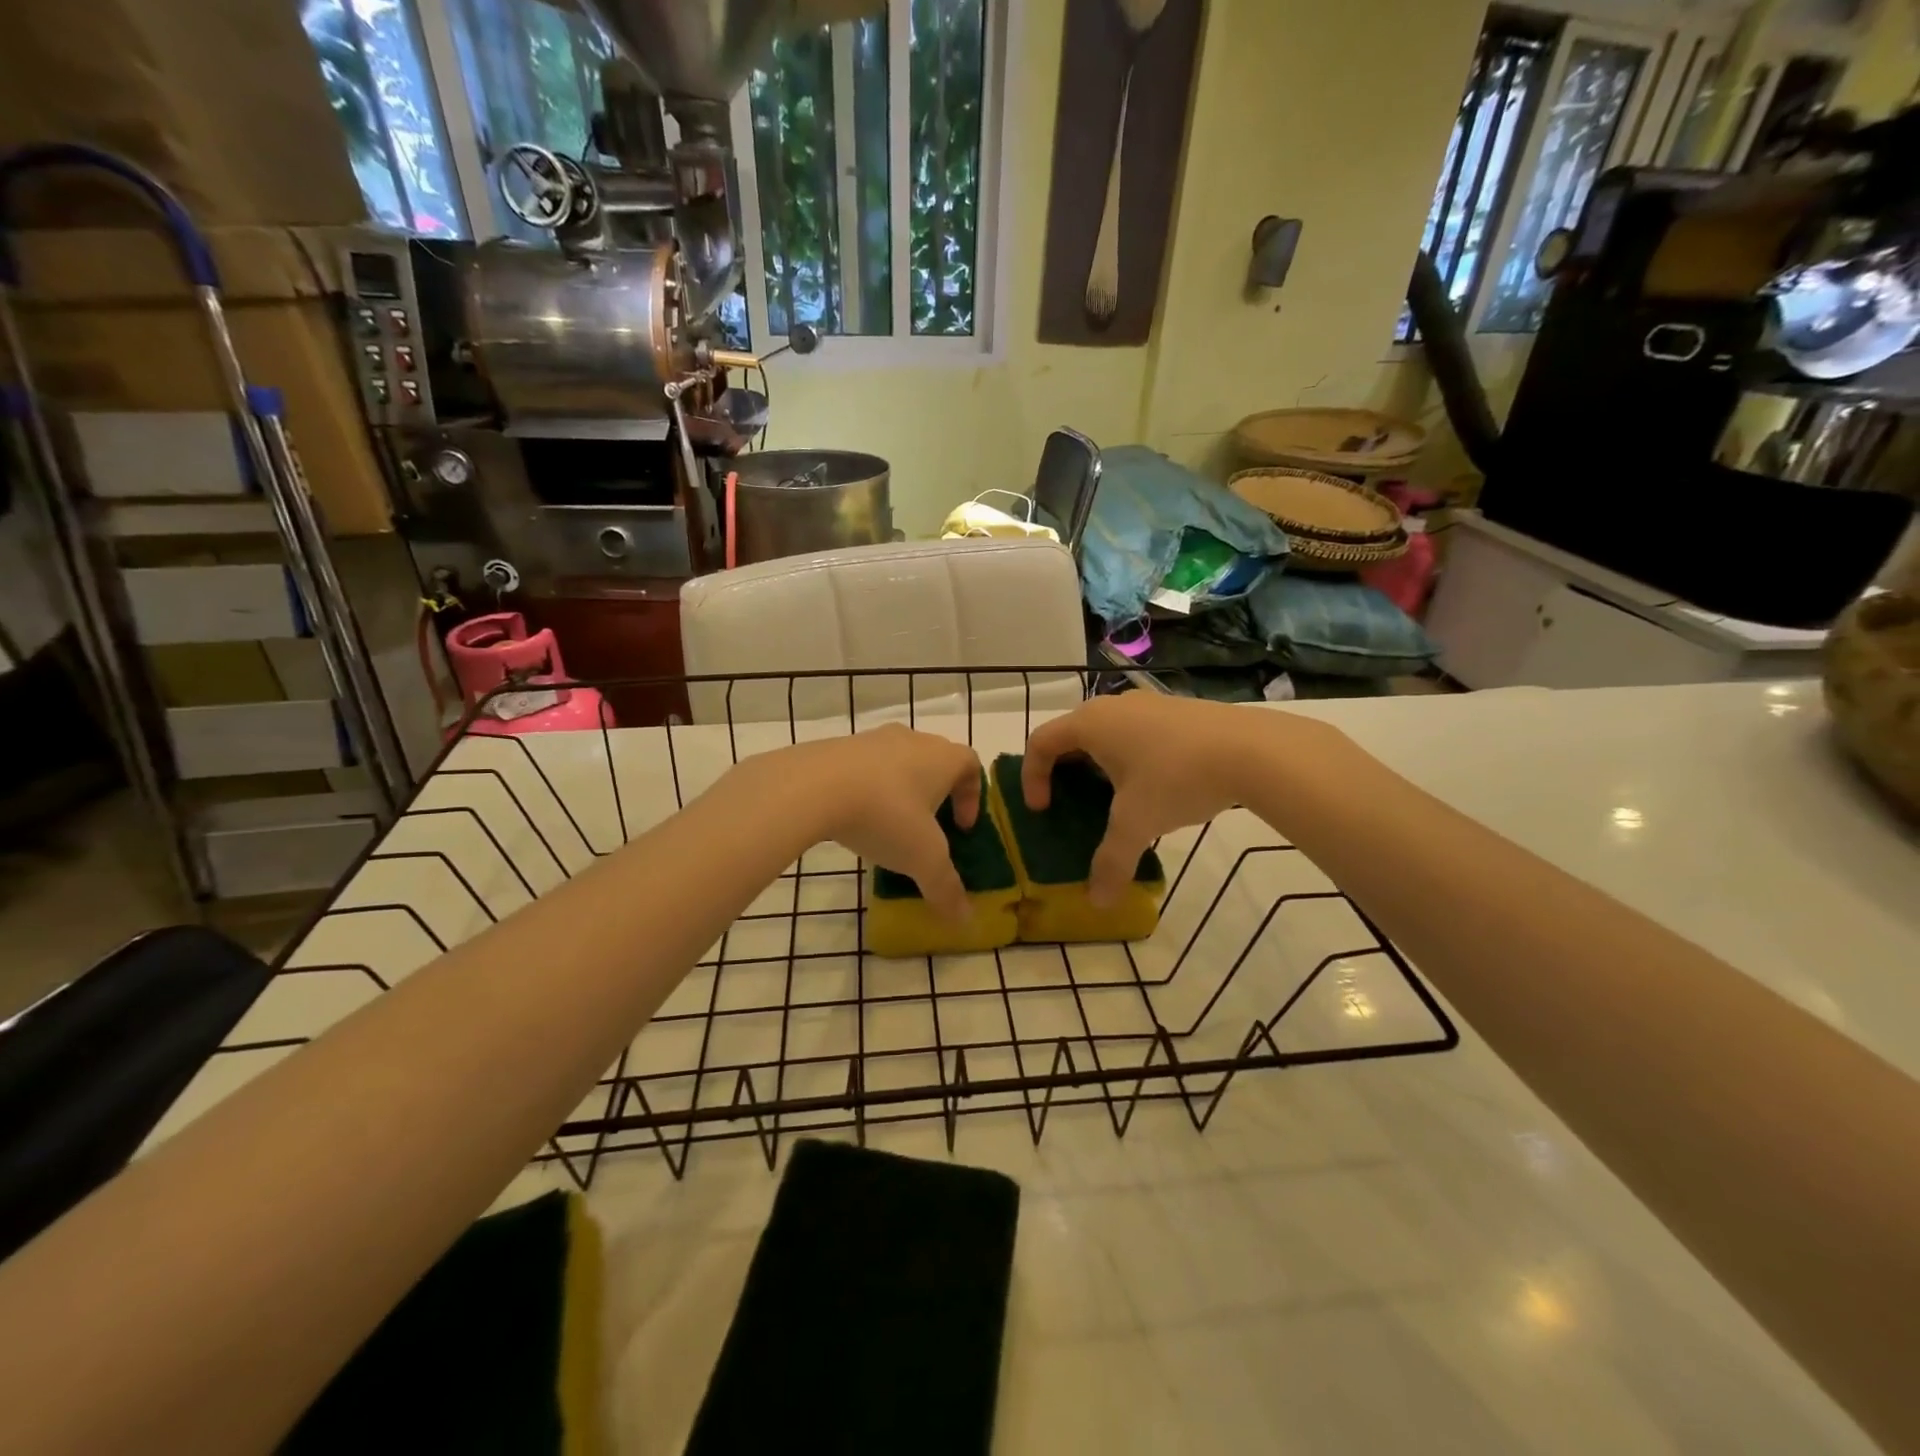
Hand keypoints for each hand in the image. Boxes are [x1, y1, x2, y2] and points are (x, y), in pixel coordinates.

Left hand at [742, 724, 982, 921]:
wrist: (814, 786)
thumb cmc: (886, 815)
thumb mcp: (922, 859)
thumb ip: (945, 887)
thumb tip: (965, 919)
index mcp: (942, 757)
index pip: (971, 765)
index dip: (972, 796)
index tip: (961, 827)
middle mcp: (912, 740)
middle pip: (934, 760)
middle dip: (936, 793)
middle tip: (927, 826)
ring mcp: (872, 739)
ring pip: (897, 762)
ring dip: (899, 791)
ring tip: (888, 826)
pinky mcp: (837, 747)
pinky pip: (863, 767)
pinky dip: (867, 789)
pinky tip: (854, 818)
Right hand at [1022, 694, 1290, 904]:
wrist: (1253, 750)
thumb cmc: (1177, 778)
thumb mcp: (1138, 824)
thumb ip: (1111, 862)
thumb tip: (1097, 903)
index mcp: (1090, 724)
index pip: (1041, 742)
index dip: (1032, 777)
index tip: (1043, 810)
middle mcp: (1113, 706)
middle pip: (1071, 734)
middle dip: (1064, 771)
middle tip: (1071, 804)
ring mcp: (1149, 704)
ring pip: (1107, 733)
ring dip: (1099, 764)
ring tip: (1114, 800)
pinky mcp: (1178, 711)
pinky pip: (1137, 733)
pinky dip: (1130, 758)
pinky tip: (1156, 787)